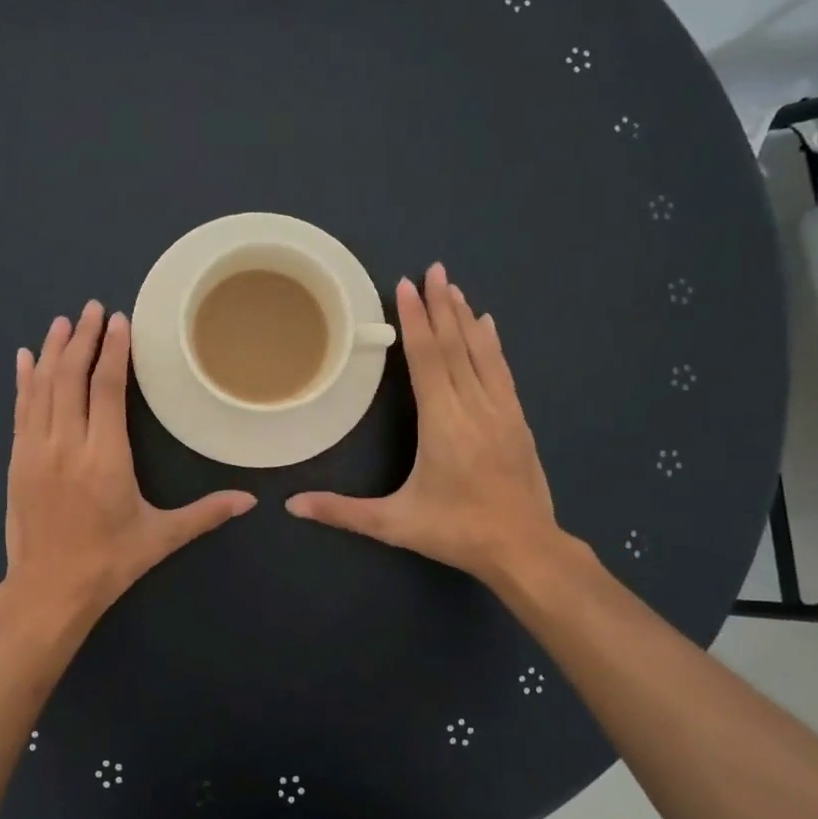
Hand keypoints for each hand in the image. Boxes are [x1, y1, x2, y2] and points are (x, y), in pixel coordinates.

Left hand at [2, 300, 254, 626]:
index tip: (119, 320)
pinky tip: (25, 359)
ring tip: (65, 322)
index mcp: (105, 457)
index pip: (107, 389)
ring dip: (53, 350)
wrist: (47, 591)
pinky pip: (20, 410)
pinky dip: (23, 381)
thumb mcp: (161, 538)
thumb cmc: (109, 562)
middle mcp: (67, 444)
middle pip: (72, 377)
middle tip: (94, 308)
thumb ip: (205, 513)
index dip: (114, 351)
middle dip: (84, 339)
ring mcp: (35, 450)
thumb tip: (251, 502)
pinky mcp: (17, 460)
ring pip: (42, 387)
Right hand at [285, 263, 564, 589]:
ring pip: (482, 354)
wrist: (526, 549)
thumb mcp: (394, 524)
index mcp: (443, 423)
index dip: (416, 321)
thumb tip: (292, 505)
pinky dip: (492, 344)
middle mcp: (474, 407)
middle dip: (442, 306)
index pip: (428, 360)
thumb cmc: (456, 533)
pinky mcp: (518, 422)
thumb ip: (342, 511)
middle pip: (456, 346)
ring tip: (455, 287)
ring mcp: (502, 412)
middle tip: (433, 269)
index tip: (407, 285)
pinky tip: (489, 327)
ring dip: (466, 317)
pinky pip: (502, 371)